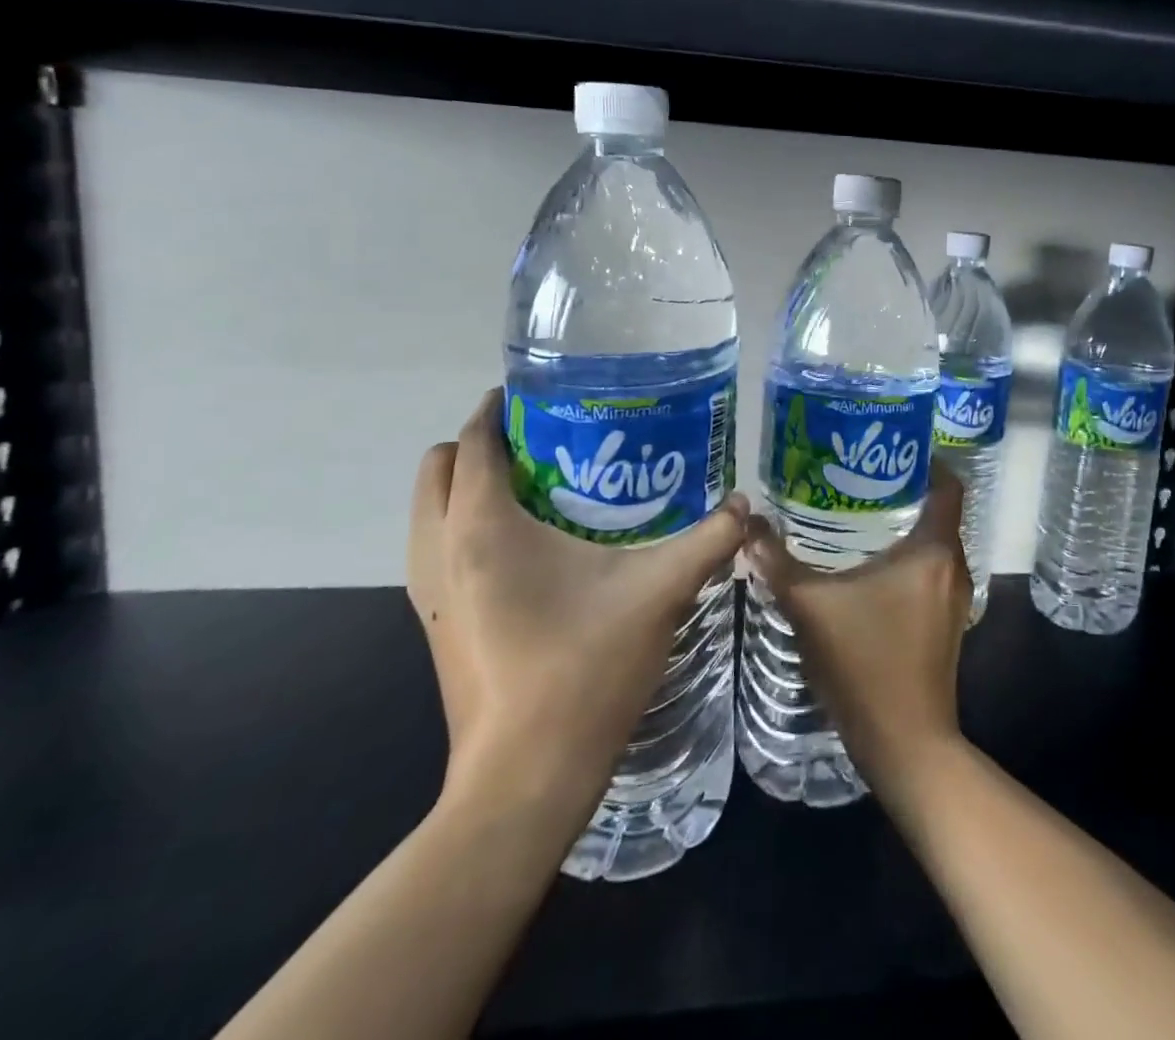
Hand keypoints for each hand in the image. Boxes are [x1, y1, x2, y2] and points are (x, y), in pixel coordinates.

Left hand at [407, 389, 748, 814]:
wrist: (524, 781)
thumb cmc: (584, 670)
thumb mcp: (660, 592)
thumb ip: (709, 539)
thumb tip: (746, 504)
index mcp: (483, 527)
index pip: (473, 440)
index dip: (500, 407)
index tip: (545, 394)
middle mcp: (441, 551)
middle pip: (438, 466)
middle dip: (482, 443)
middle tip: (547, 441)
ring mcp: (429, 593)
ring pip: (429, 510)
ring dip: (469, 486)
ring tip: (540, 487)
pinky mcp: (435, 625)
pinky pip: (438, 549)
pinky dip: (467, 527)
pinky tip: (533, 548)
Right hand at [742, 464, 969, 803]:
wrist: (904, 744)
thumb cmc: (865, 664)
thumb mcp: (811, 609)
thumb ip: (778, 564)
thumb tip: (747, 524)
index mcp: (933, 551)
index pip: (947, 485)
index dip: (925, 459)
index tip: (889, 446)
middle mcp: (953, 567)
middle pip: (938, 511)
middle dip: (902, 490)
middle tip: (858, 475)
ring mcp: (953, 598)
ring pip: (933, 544)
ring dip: (904, 526)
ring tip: (857, 512)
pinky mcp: (946, 623)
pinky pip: (930, 571)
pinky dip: (907, 558)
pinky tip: (867, 565)